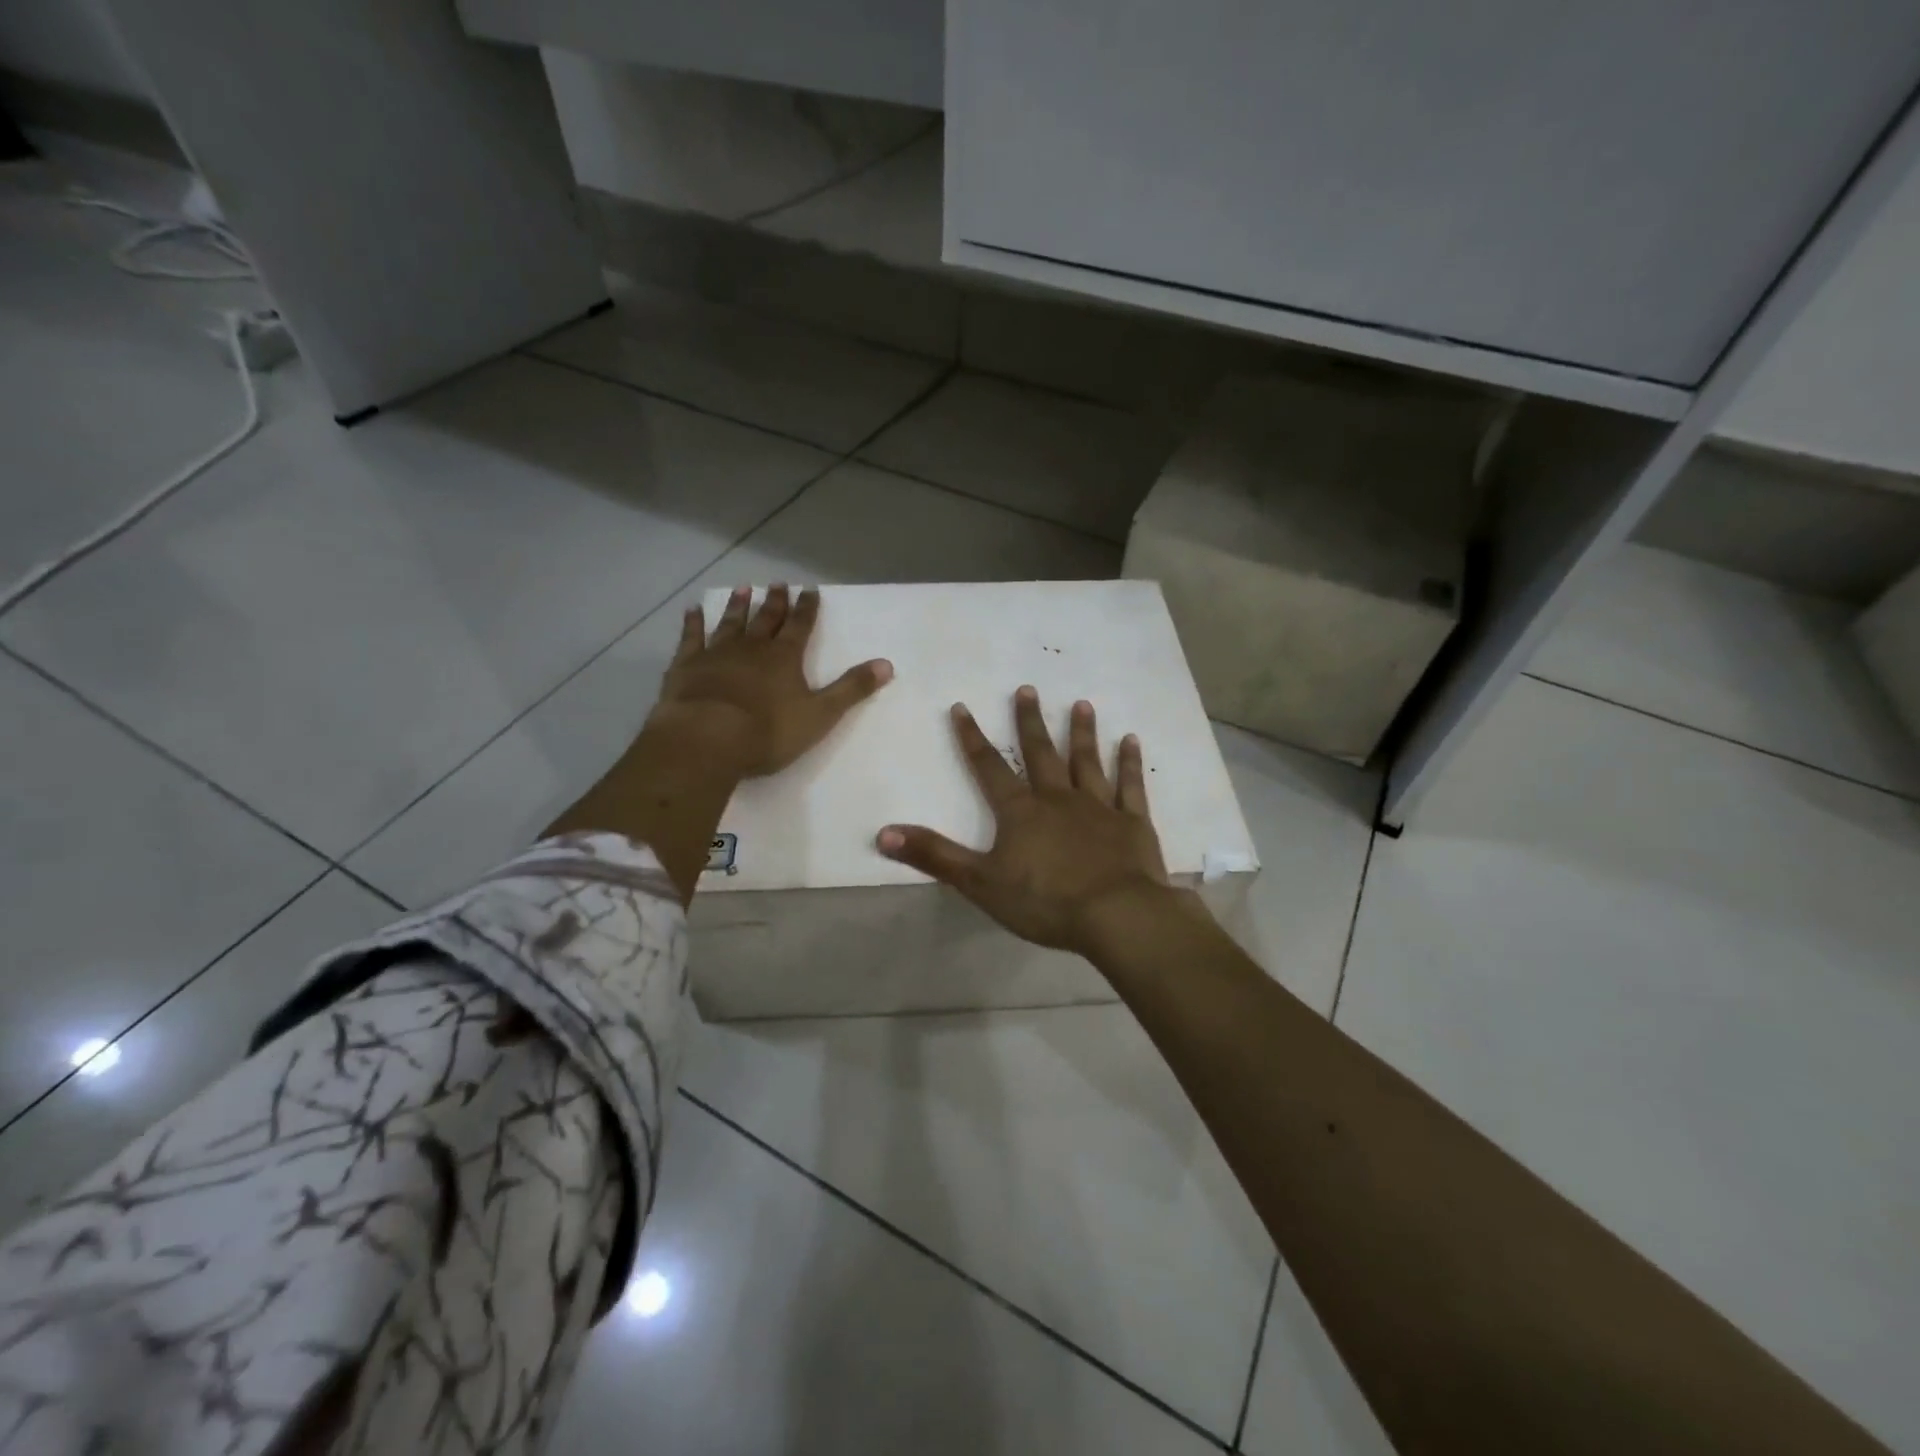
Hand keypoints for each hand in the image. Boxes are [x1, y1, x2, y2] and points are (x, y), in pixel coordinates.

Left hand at [651, 585, 892, 777]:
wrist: (707, 739)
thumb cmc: (768, 731)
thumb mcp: (820, 714)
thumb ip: (852, 689)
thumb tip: (887, 664)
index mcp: (785, 658)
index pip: (800, 626)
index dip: (807, 609)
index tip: (810, 591)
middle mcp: (752, 648)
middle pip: (766, 620)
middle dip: (775, 603)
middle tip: (778, 584)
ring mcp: (716, 654)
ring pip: (730, 624)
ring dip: (738, 607)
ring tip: (744, 589)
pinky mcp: (686, 667)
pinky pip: (691, 638)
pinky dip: (693, 623)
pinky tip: (693, 611)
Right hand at [876, 687, 1203, 956]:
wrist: (1116, 915)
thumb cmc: (1045, 901)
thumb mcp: (980, 882)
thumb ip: (934, 856)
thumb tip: (884, 833)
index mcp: (1020, 811)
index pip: (989, 768)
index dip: (972, 738)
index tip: (961, 707)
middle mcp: (1058, 798)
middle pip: (1041, 753)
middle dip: (1030, 722)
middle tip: (1027, 688)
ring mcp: (1099, 807)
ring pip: (1087, 761)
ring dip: (1082, 733)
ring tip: (1081, 704)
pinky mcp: (1132, 822)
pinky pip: (1130, 786)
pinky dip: (1130, 763)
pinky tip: (1131, 740)